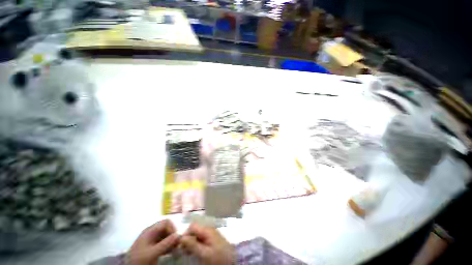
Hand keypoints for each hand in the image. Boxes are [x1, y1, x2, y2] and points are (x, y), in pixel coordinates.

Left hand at [128, 219, 179, 264]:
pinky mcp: (152, 246)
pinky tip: (170, 252)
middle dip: (172, 235)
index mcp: (150, 231)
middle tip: (177, 244)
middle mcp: (152, 232)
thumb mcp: (152, 253)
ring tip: (175, 249)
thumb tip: (178, 235)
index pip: (165, 222)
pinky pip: (163, 242)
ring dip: (171, 241)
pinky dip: (168, 245)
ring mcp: (152, 239)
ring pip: (166, 235)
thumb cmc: (139, 259)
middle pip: (166, 228)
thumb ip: (165, 244)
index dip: (172, 228)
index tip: (175, 238)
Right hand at [180, 223, 234, 264]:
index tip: (181, 246)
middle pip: (195, 230)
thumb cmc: (217, 258)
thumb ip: (193, 245)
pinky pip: (202, 238)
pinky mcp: (213, 239)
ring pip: (198, 235)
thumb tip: (181, 237)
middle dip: (188, 239)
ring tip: (189, 253)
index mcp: (207, 230)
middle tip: (185, 251)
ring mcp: (212, 234)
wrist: (232, 261)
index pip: (192, 226)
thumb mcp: (204, 253)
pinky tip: (196, 252)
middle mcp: (209, 229)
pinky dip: (197, 244)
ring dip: (192, 242)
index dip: (186, 234)